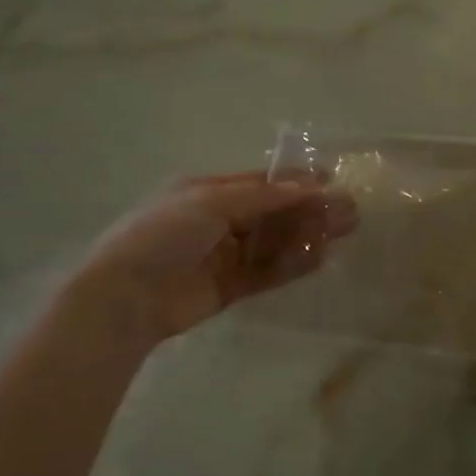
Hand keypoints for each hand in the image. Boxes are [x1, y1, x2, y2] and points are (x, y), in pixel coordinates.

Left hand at [77, 174, 356, 345]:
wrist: (127, 296)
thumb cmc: (163, 235)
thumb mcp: (210, 202)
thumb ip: (262, 197)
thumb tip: (309, 186)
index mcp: (208, 192)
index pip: (260, 183)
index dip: (295, 181)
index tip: (330, 179)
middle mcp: (219, 221)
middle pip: (273, 212)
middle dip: (309, 210)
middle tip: (348, 211)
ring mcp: (225, 255)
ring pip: (274, 242)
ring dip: (306, 235)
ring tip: (343, 232)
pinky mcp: (230, 288)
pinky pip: (268, 272)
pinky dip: (292, 265)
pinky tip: (320, 258)